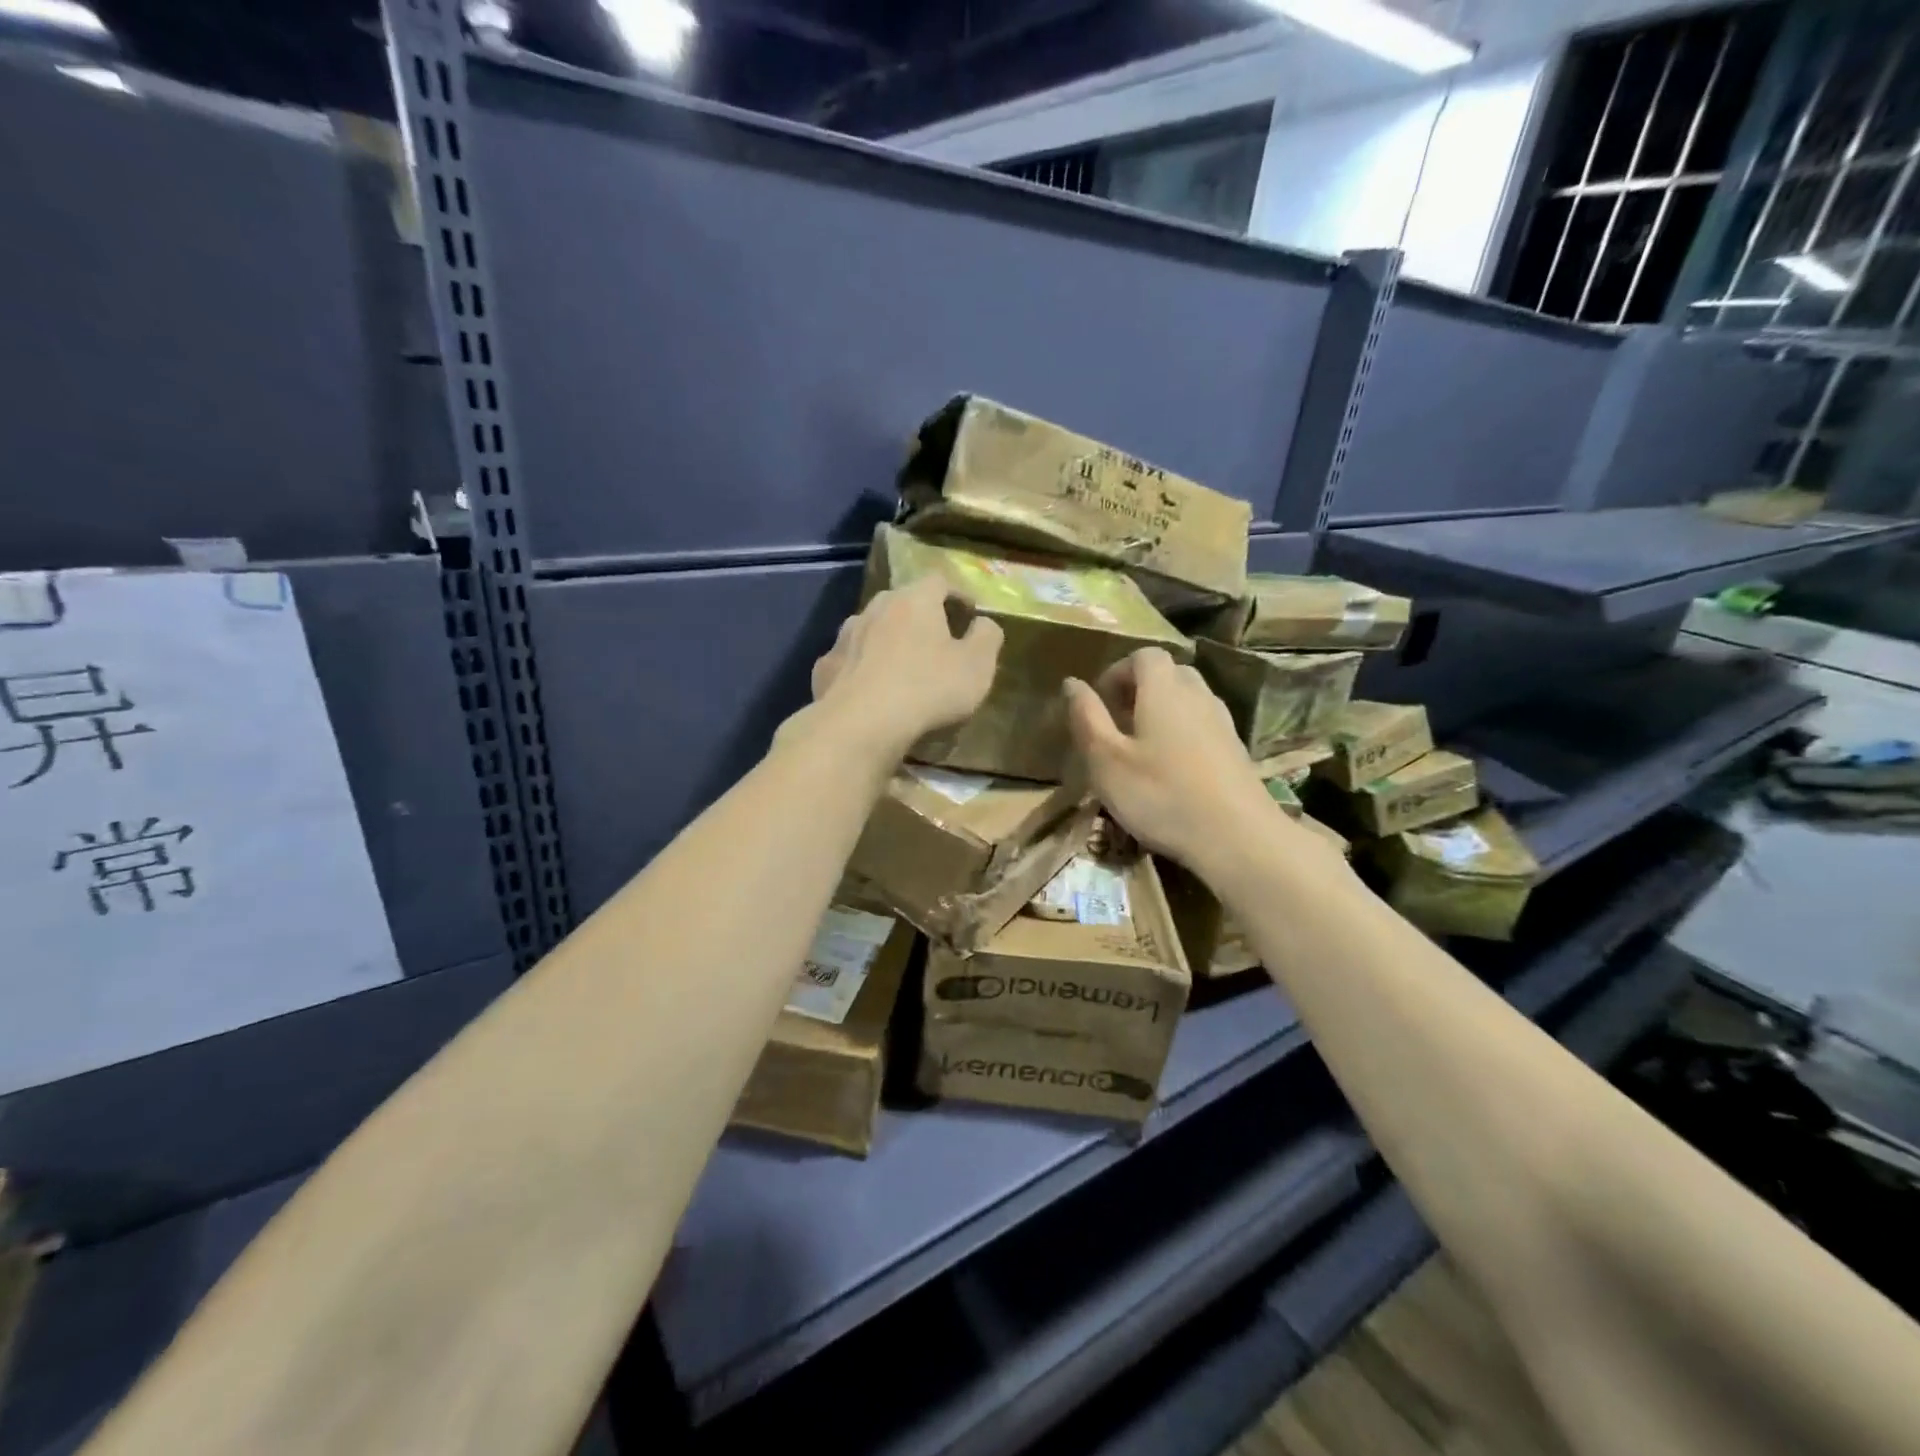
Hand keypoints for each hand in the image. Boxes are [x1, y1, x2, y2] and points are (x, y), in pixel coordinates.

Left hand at [808, 576, 1003, 760]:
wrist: (860, 725)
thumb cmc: (928, 689)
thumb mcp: (977, 666)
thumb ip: (987, 637)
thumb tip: (984, 623)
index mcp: (915, 601)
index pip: (939, 581)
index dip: (957, 594)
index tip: (969, 613)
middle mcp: (875, 608)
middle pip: (901, 602)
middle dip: (920, 617)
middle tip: (936, 640)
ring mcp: (845, 637)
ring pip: (871, 629)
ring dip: (887, 641)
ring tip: (900, 666)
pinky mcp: (824, 667)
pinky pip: (849, 660)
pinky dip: (861, 668)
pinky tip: (868, 691)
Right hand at [1064, 648, 1297, 874]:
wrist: (1237, 837)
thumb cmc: (1161, 795)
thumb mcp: (1106, 760)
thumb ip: (1087, 717)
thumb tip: (1072, 683)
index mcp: (1164, 690)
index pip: (1144, 655)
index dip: (1118, 671)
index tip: (1101, 701)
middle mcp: (1198, 695)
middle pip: (1170, 673)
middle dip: (1140, 689)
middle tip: (1118, 722)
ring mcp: (1223, 723)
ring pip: (1189, 700)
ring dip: (1163, 712)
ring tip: (1142, 748)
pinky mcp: (1236, 750)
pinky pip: (1203, 725)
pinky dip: (1183, 733)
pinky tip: (1172, 770)